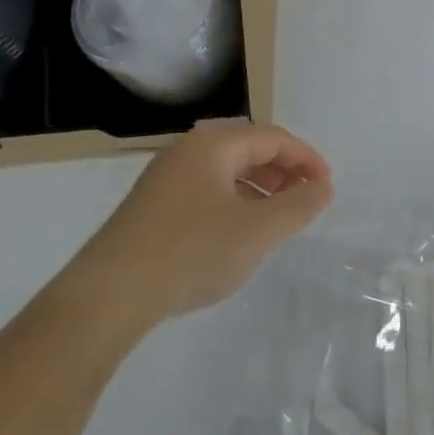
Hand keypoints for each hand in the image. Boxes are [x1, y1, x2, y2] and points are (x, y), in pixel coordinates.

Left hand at [71, 123, 334, 330]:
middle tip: (306, 201)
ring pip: (225, 172)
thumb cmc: (191, 252)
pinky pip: (205, 191)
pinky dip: (233, 203)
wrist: (107, 297)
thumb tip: (323, 187)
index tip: (327, 187)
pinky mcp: (150, 207)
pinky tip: (238, 235)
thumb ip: (298, 206)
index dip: (306, 159)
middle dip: (283, 172)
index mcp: (213, 144)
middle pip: (248, 150)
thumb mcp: (257, 231)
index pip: (273, 138)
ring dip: (259, 189)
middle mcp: (187, 150)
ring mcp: (164, 178)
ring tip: (278, 220)